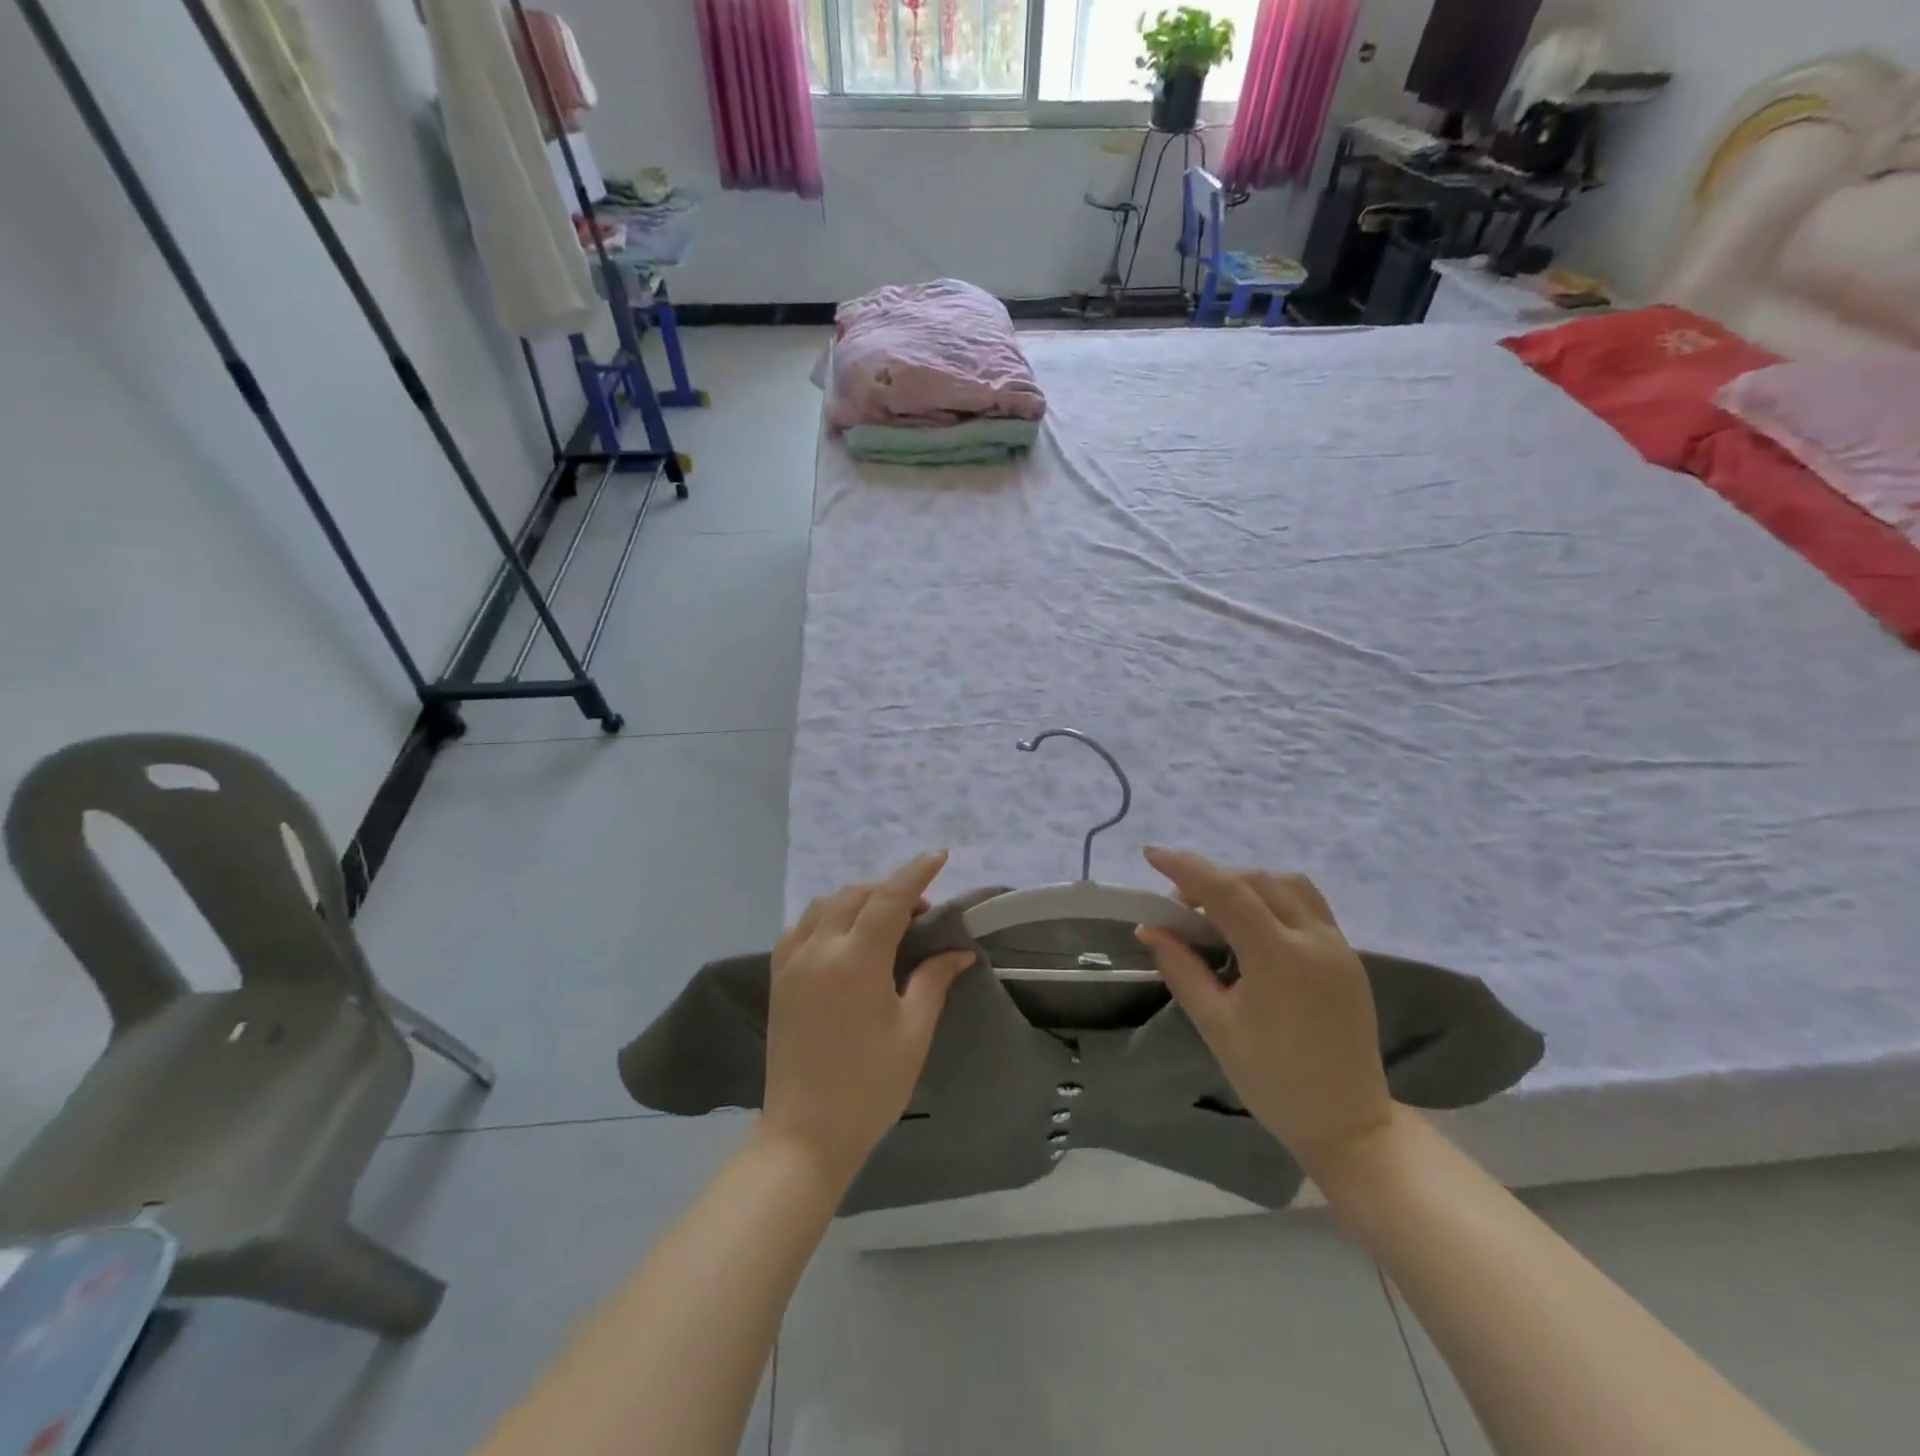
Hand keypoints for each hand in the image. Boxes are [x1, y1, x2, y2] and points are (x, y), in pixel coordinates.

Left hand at [762, 852, 976, 1187]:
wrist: (805, 1133)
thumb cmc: (869, 1086)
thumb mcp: (912, 1032)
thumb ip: (933, 981)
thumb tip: (959, 951)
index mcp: (856, 961)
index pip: (890, 898)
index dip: (917, 873)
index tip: (940, 856)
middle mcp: (819, 949)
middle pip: (856, 894)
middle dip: (890, 889)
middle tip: (920, 912)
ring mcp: (792, 962)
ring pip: (825, 904)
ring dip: (857, 899)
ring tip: (884, 919)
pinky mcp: (778, 978)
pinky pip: (801, 926)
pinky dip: (826, 916)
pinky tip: (843, 935)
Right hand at [1136, 847, 1393, 1175]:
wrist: (1348, 1124)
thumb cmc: (1273, 1080)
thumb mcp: (1216, 1025)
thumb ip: (1181, 969)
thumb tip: (1149, 928)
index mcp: (1280, 958)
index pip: (1227, 892)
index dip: (1186, 868)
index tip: (1151, 854)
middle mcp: (1314, 939)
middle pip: (1256, 881)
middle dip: (1211, 879)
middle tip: (1177, 905)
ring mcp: (1338, 945)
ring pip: (1287, 885)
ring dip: (1245, 884)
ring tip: (1215, 911)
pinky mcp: (1348, 956)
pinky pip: (1307, 904)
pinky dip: (1272, 897)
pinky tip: (1251, 924)